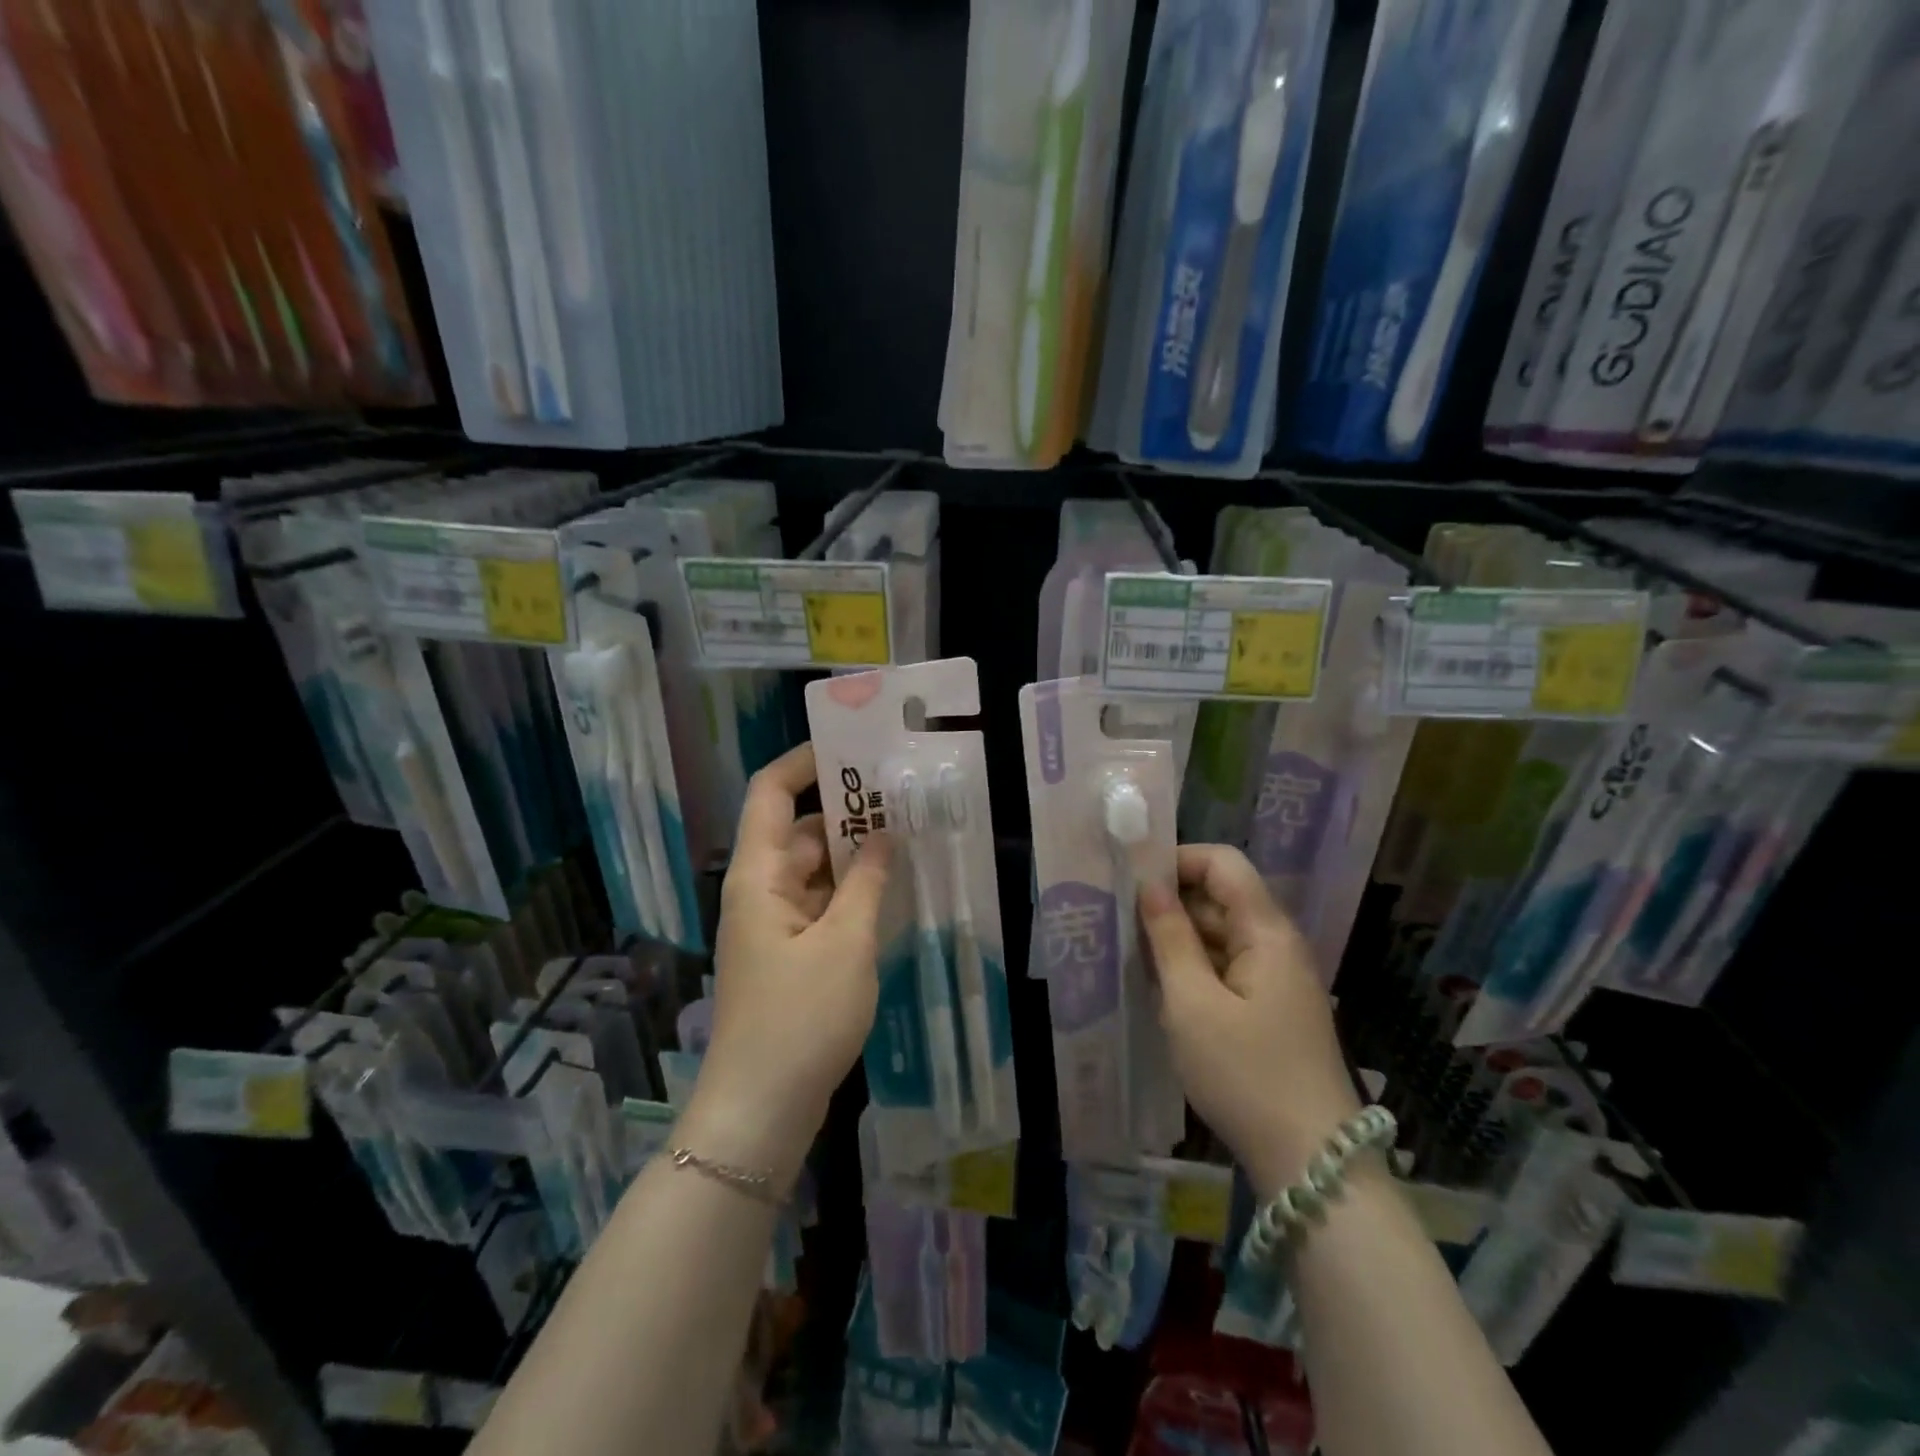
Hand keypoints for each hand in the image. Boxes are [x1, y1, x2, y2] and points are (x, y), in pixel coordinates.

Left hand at [686, 745, 891, 1184]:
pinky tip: (892, 893)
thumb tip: (882, 834)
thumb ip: (867, 882)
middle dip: (846, 812)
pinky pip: (821, 906)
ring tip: (908, 840)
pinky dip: (851, 894)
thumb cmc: (800, 1019)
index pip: (770, 793)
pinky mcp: (789, 957)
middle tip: (903, 798)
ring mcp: (774, 926)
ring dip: (854, 856)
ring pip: (814, 871)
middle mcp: (761, 892)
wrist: (760, 1113)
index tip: (852, 749)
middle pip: (799, 831)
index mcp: (760, 876)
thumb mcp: (845, 944)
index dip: (803, 762)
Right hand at [1139, 845, 1361, 1198]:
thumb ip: (1169, 937)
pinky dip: (1193, 969)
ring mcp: (1275, 978)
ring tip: (1130, 955)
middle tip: (1118, 922)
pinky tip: (1161, 990)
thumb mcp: (1192, 1004)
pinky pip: (1225, 967)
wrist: (1311, 1163)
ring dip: (1177, 939)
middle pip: (1221, 897)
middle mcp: (1276, 944)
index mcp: (1266, 931)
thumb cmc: (1246, 1074)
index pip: (1223, 863)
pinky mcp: (1270, 1008)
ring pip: (1219, 934)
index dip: (1178, 860)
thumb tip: (1149, 885)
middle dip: (1170, 902)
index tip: (1132, 881)